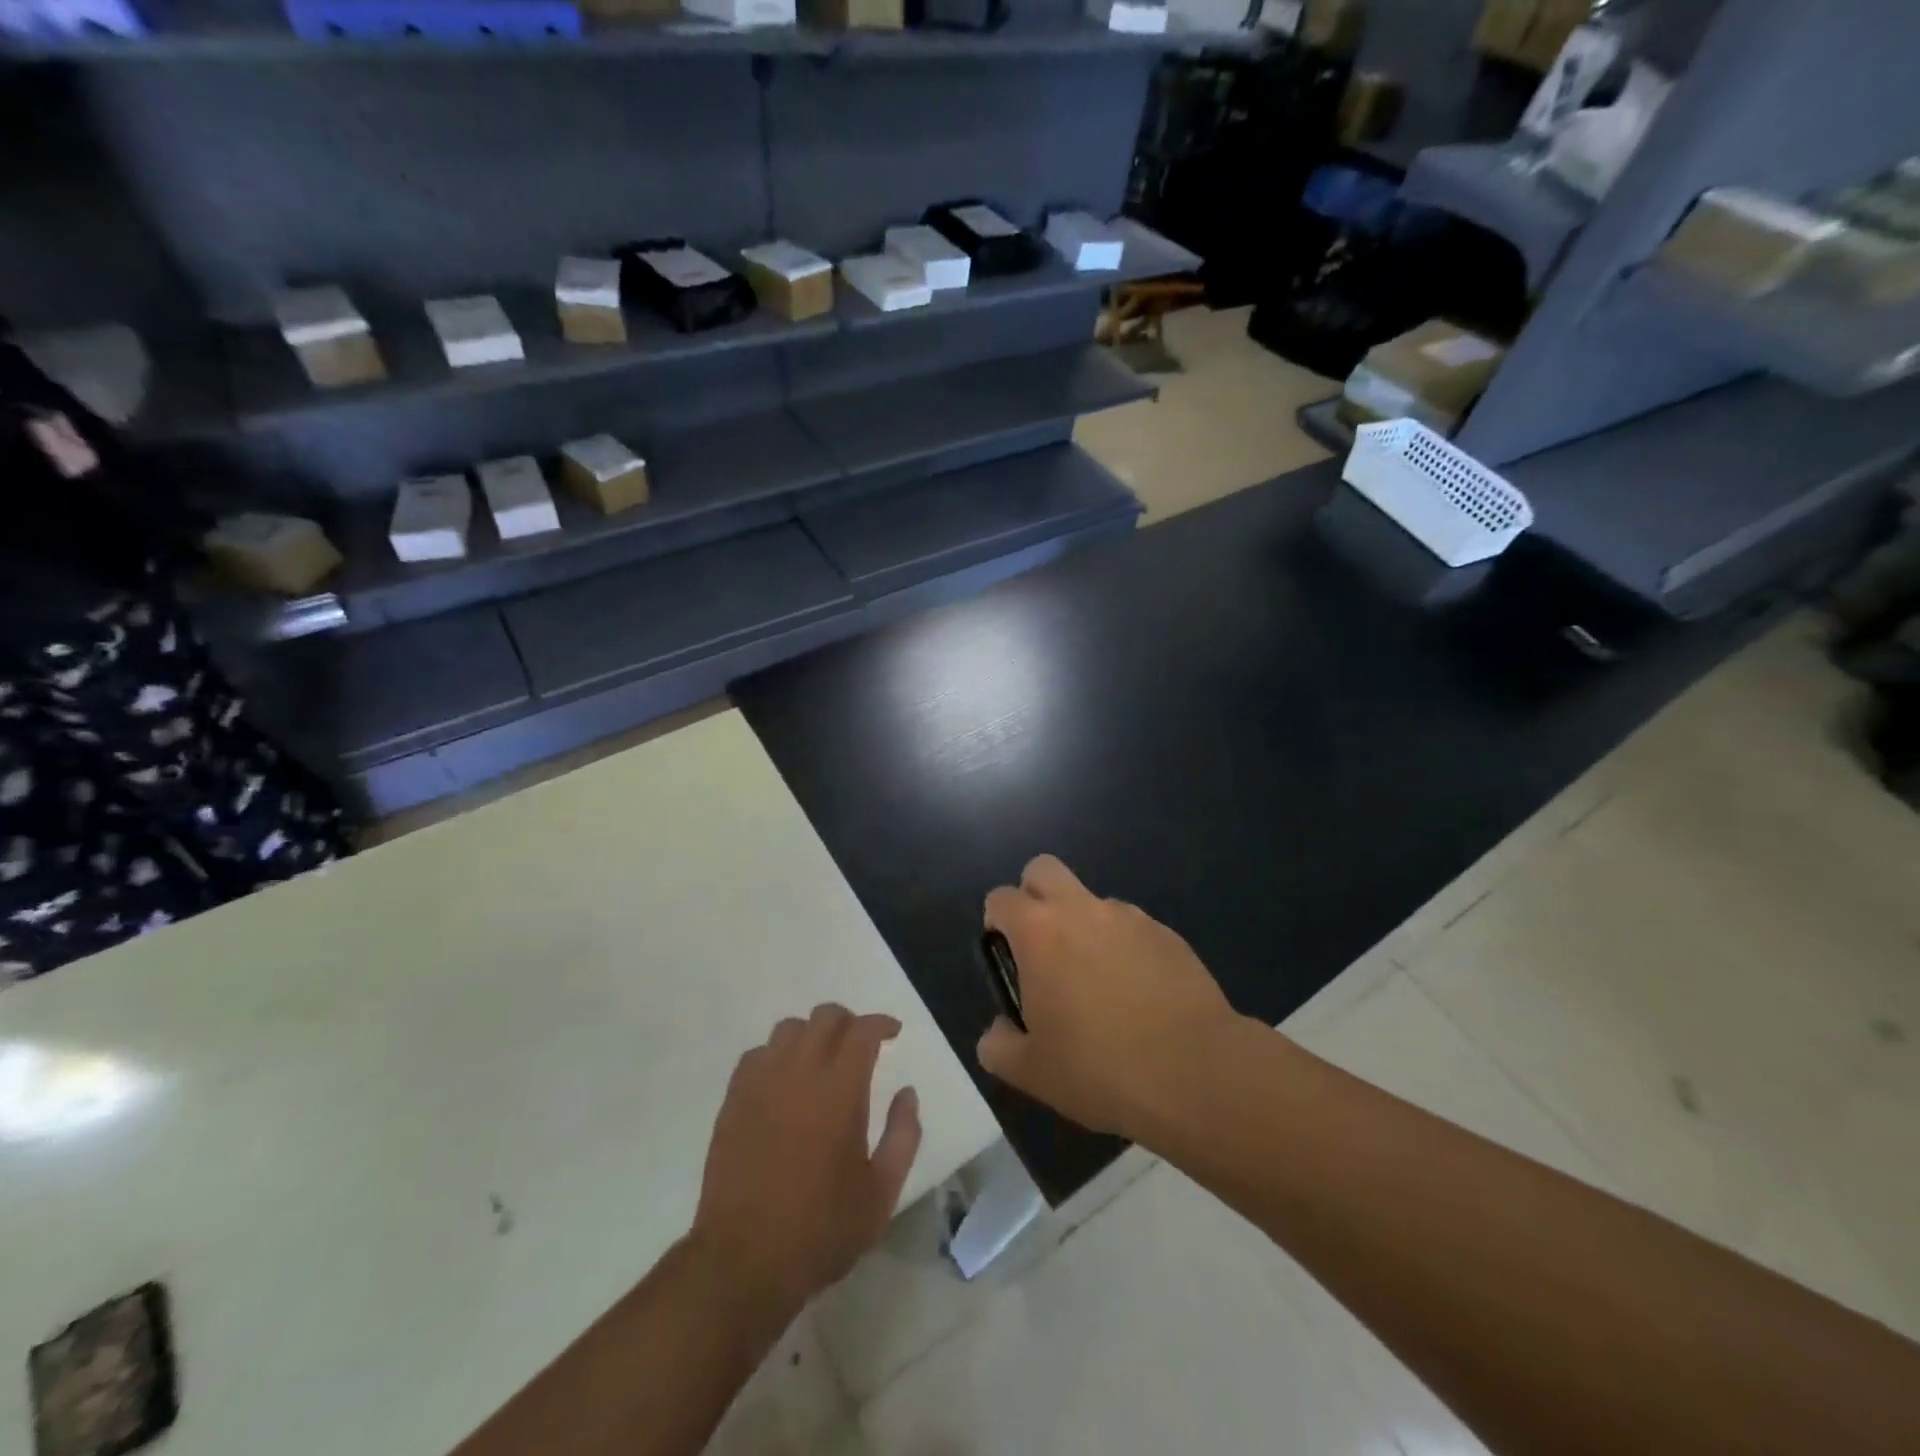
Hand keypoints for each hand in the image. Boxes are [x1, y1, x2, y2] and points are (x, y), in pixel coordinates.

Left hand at [693, 1004, 921, 1318]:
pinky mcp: (733, 1101)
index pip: (863, 1030)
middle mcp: (800, 1072)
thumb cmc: (822, 1229)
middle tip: (860, 1045)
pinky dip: (776, 1056)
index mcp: (840, 1089)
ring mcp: (761, 1083)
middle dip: (848, 1021)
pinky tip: (783, 1082)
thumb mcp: (882, 1192)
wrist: (744, 1261)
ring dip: (811, 1035)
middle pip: (825, 1016)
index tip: (893, 1033)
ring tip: (820, 1061)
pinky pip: (756, 1055)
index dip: (882, 1023)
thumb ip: (903, 1135)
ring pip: (788, 1028)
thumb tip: (907, 1093)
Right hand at [976, 855, 1241, 1139]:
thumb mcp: (1031, 1072)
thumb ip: (999, 1046)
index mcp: (1039, 932)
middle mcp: (1082, 910)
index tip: (1005, 956)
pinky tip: (1139, 996)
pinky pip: (1133, 928)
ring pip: (1092, 901)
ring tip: (1099, 985)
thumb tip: (998, 1032)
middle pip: (1044, 869)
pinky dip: (1124, 949)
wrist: (1194, 1073)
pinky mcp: (1167, 934)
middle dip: (1034, 894)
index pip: (1001, 898)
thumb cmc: (1100, 1068)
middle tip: (1042, 946)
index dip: (996, 921)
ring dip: (1084, 926)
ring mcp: (1129, 917)